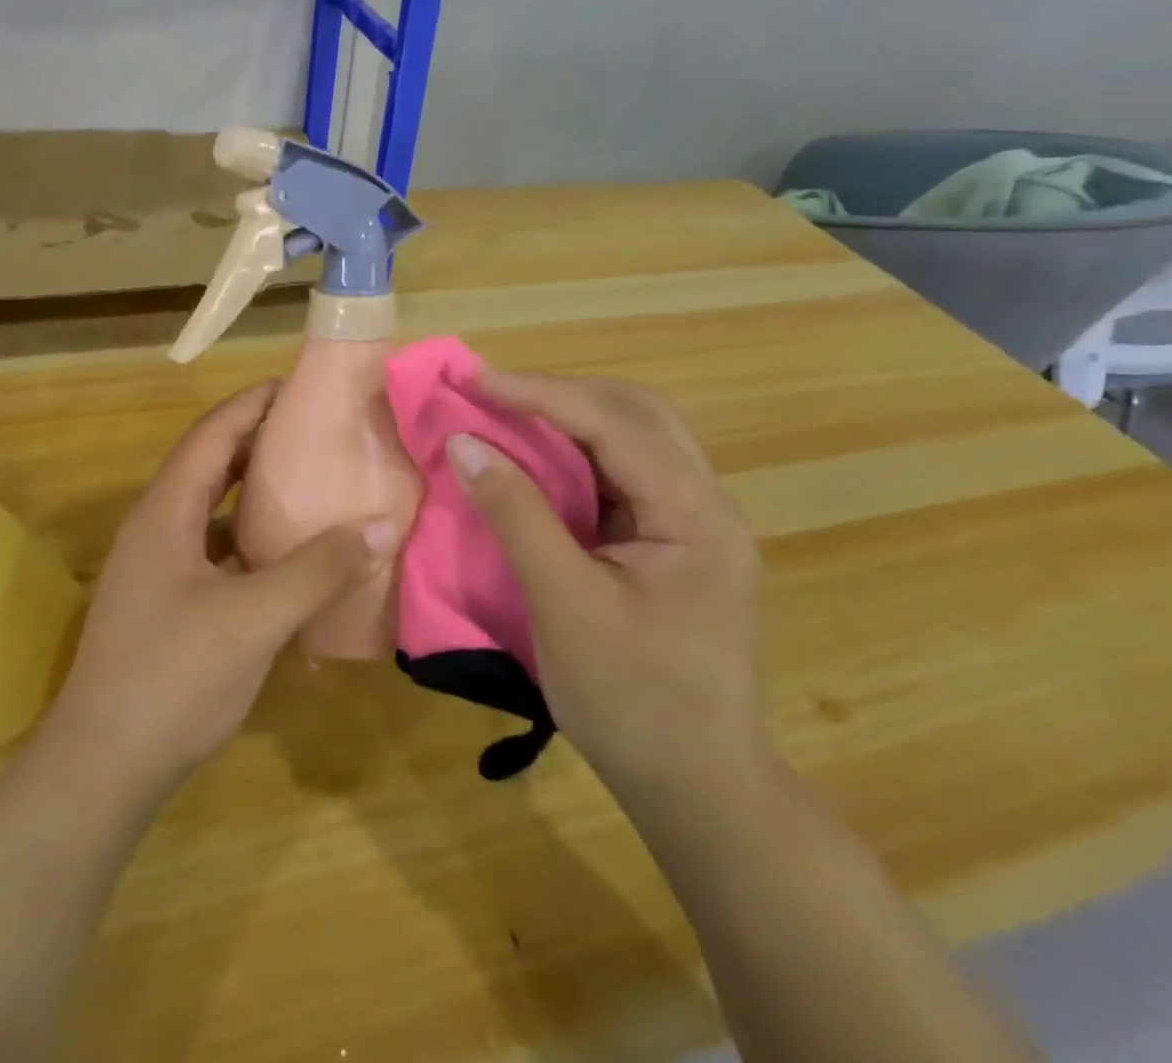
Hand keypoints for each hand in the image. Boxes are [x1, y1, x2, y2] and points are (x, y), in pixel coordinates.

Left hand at [43, 383, 394, 798]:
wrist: (102, 768)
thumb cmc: (173, 678)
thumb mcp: (254, 618)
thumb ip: (318, 569)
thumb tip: (382, 524)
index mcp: (166, 512)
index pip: (213, 434)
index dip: (254, 404)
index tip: (302, 387)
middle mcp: (157, 528)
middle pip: (211, 464)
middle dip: (260, 441)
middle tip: (318, 430)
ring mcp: (159, 568)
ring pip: (213, 510)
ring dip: (255, 492)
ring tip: (310, 481)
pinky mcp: (169, 604)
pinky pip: (216, 551)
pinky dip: (251, 541)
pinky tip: (289, 556)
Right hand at [446, 372, 768, 812]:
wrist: (702, 791)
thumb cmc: (633, 703)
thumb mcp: (564, 605)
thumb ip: (516, 515)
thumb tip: (465, 443)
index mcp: (695, 515)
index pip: (615, 425)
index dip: (540, 394)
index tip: (475, 380)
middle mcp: (706, 504)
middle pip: (637, 415)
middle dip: (562, 394)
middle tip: (493, 393)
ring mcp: (695, 525)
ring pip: (634, 440)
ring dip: (571, 420)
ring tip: (509, 415)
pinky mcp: (675, 545)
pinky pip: (625, 477)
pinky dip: (578, 459)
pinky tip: (541, 465)